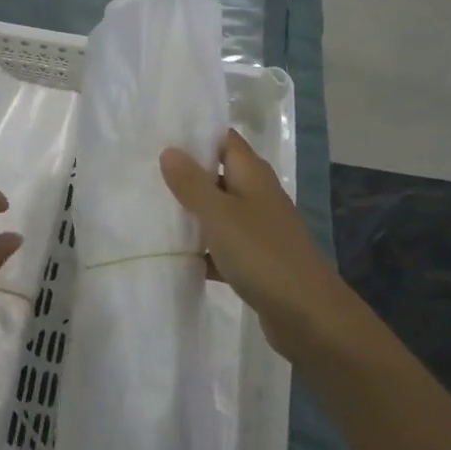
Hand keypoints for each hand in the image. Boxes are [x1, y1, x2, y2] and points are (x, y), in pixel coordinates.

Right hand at [160, 130, 339, 361]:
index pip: (223, 139)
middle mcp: (257, 195)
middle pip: (217, 174)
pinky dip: (201, 248)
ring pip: (217, 211)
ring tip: (148, 207)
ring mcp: (257, 229)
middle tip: (143, 170)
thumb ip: (192, 183)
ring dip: (190, 212)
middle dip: (184, 173)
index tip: (159, 133)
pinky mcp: (254, 260)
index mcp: (252, 175)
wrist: (308, 316)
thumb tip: (169, 150)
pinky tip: (174, 254)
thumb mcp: (219, 215)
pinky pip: (221, 245)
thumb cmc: (262, 254)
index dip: (195, 133)